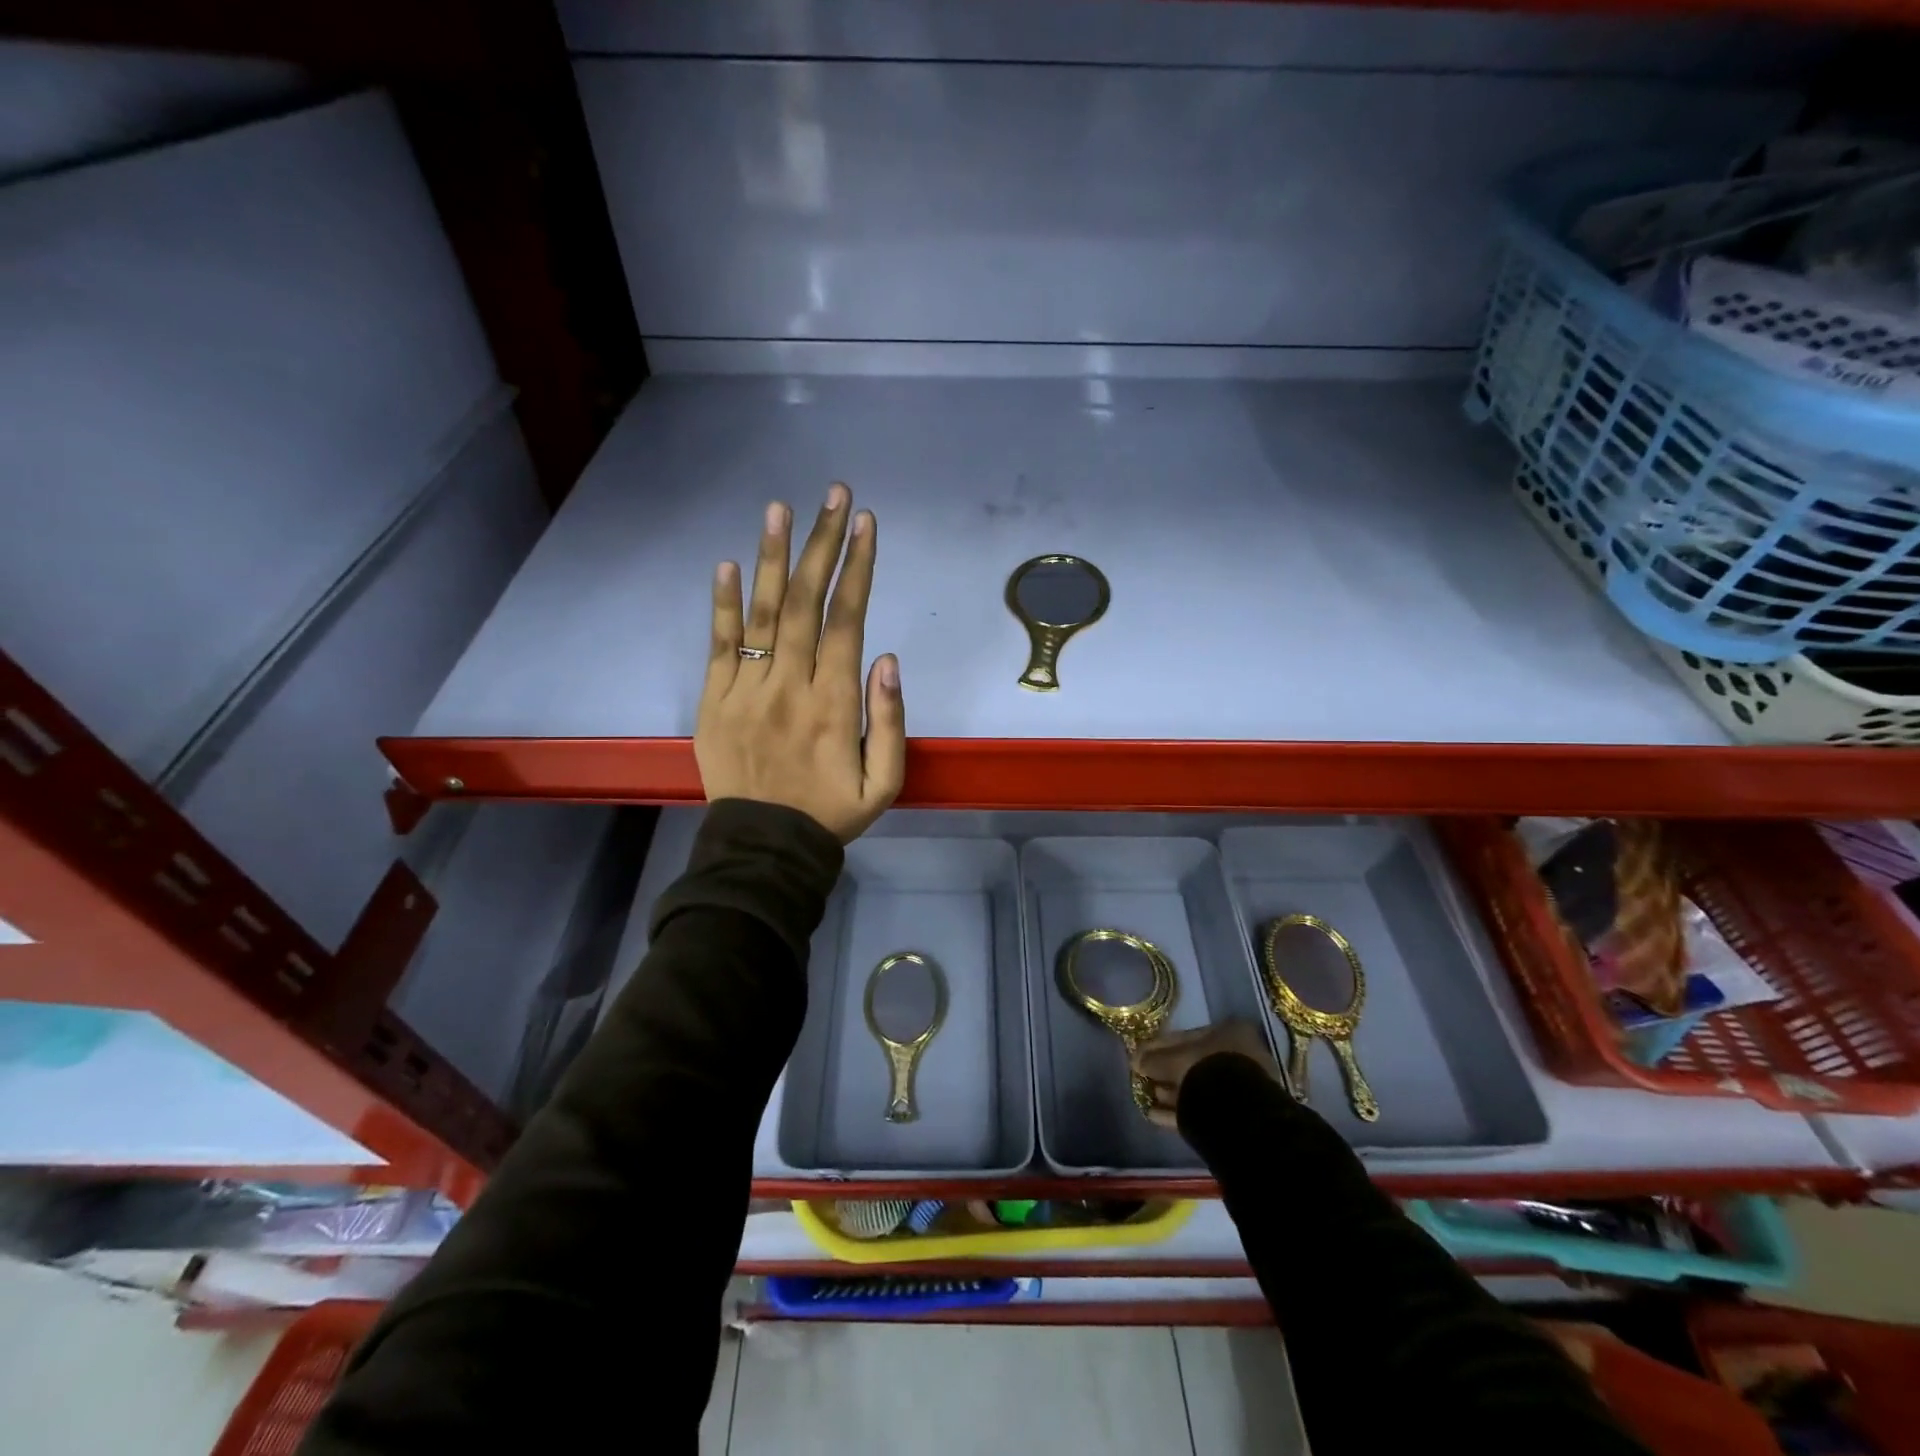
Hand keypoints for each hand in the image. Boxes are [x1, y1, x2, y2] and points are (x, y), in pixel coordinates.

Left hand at [697, 483, 904, 843]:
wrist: (764, 848)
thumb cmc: (830, 813)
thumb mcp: (883, 783)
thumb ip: (889, 721)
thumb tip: (887, 659)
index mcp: (833, 702)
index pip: (846, 621)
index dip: (858, 569)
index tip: (866, 524)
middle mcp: (789, 685)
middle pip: (805, 602)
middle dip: (823, 544)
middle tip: (834, 495)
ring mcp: (746, 690)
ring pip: (761, 613)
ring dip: (771, 558)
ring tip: (780, 509)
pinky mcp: (714, 701)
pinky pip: (718, 646)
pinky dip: (721, 604)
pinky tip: (726, 564)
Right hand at [1129, 1022, 1280, 1129]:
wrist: (1236, 1111)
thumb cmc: (1207, 1069)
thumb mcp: (1173, 1058)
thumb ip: (1153, 1058)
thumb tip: (1135, 1061)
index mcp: (1230, 1032)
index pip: (1187, 1036)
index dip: (1160, 1046)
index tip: (1141, 1056)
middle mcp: (1239, 1056)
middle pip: (1193, 1062)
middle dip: (1166, 1072)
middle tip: (1143, 1077)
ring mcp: (1240, 1087)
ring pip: (1197, 1087)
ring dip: (1171, 1092)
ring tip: (1147, 1097)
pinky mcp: (1235, 1115)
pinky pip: (1200, 1108)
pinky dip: (1177, 1111)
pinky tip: (1154, 1115)